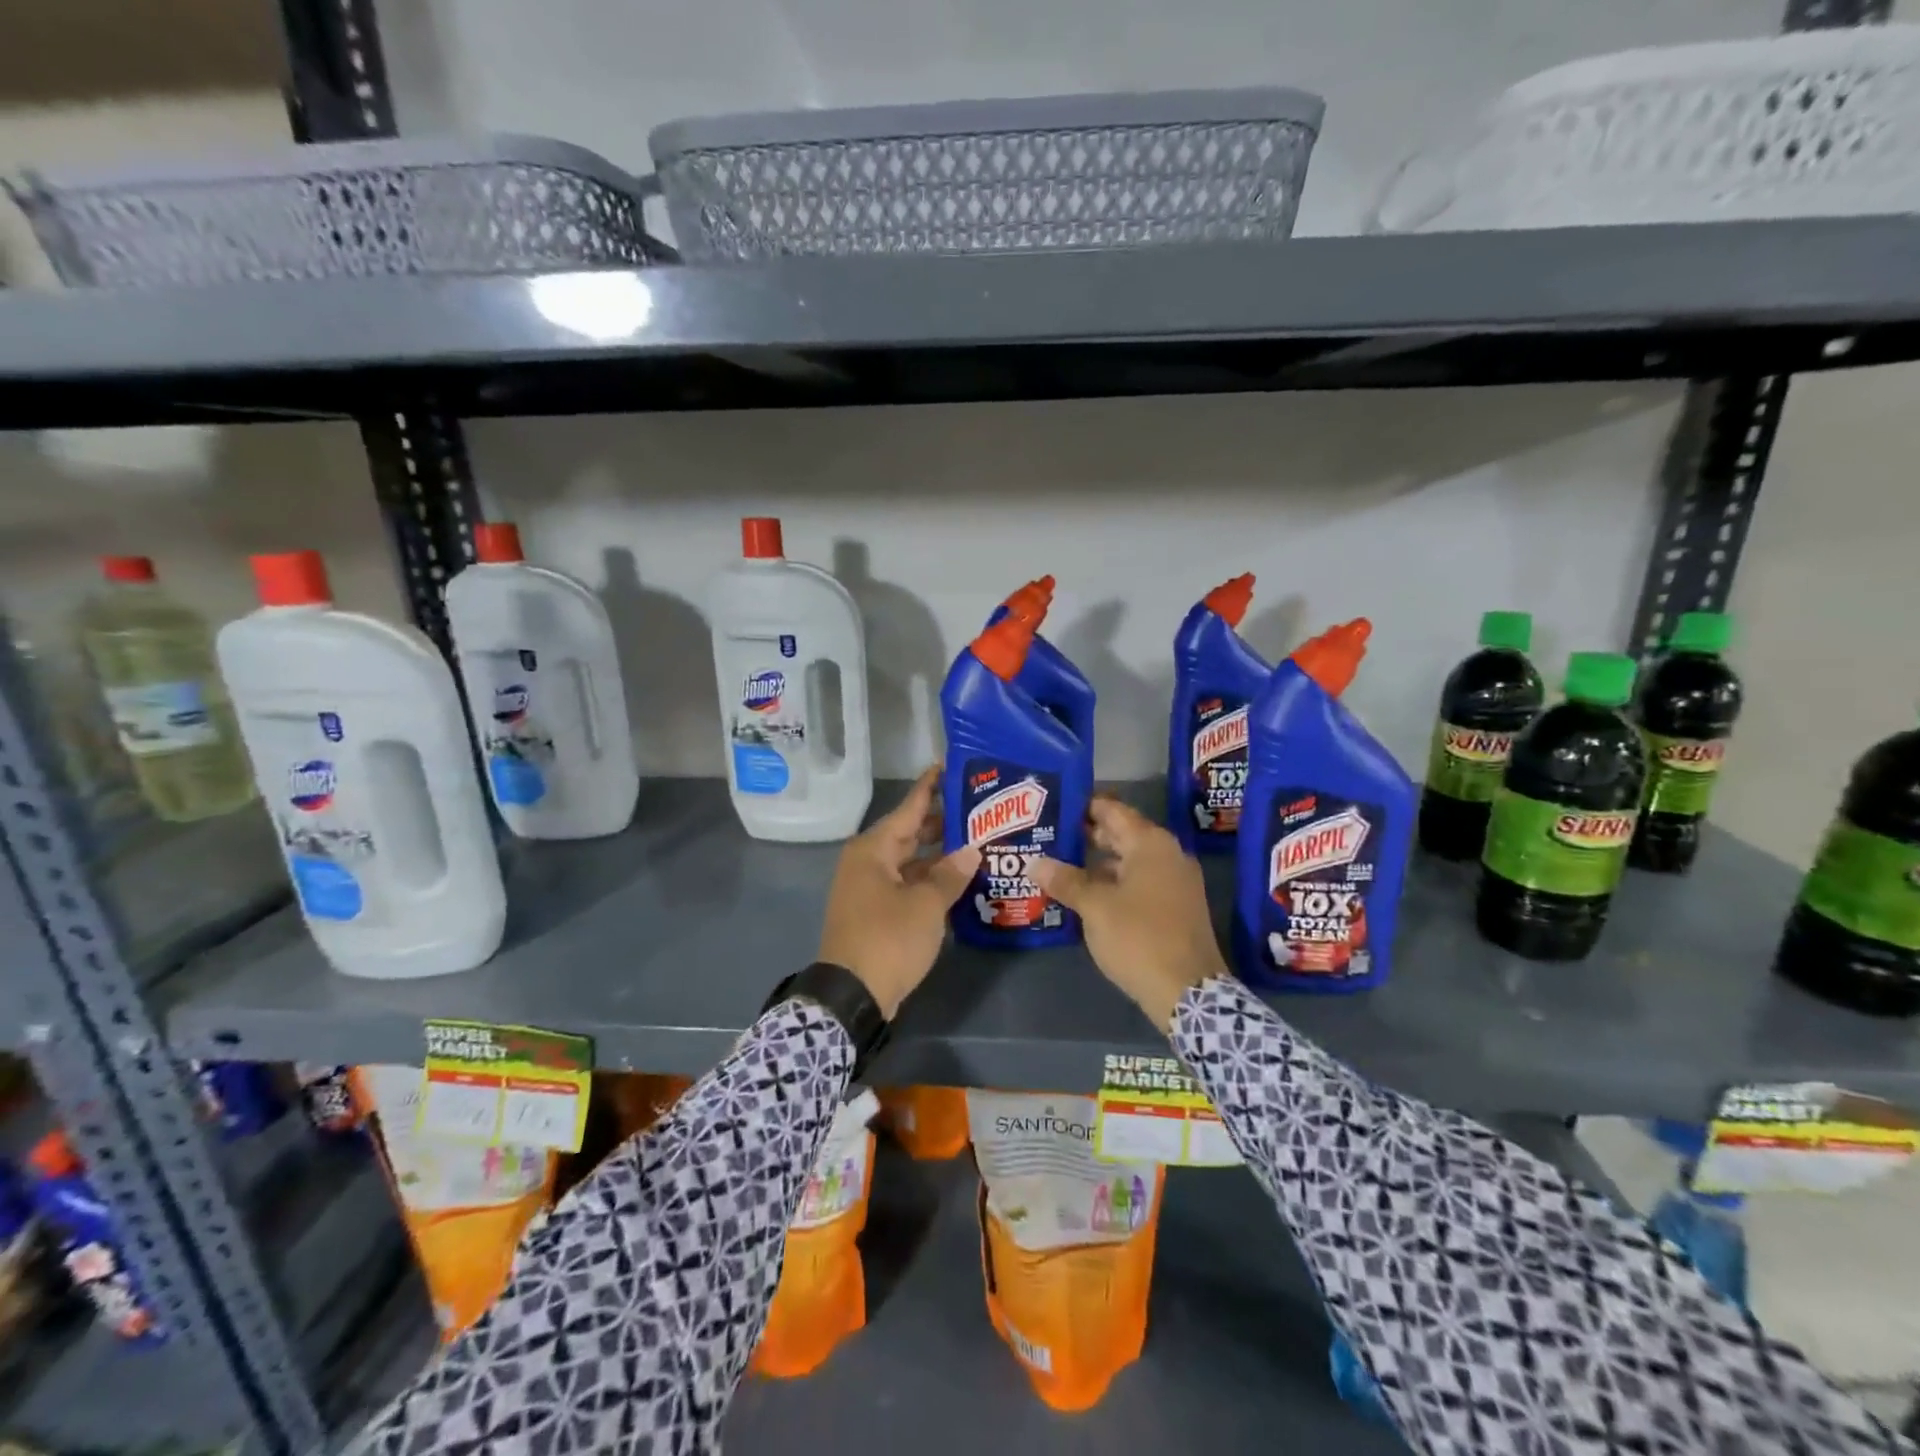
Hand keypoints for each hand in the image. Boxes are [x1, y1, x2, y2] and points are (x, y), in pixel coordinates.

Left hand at [817, 767, 979, 1018]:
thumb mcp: (927, 905)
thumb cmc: (888, 939)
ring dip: (938, 855)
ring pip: (908, 860)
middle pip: (908, 833)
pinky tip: (956, 880)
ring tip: (975, 843)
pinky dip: (928, 880)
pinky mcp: (874, 911)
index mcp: (873, 850)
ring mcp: (868, 887)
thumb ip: (950, 875)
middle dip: (941, 823)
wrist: (851, 995)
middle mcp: (867, 862)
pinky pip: (905, 883)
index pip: (908, 809)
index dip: (930, 788)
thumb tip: (971, 852)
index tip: (948, 766)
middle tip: (977, 810)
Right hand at [1031, 798, 1228, 1030]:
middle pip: (1122, 834)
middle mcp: (1168, 855)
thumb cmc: (1139, 938)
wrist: (1189, 992)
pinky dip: (1114, 883)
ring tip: (1060, 865)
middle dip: (1087, 835)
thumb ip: (1065, 880)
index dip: (1083, 806)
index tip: (1055, 804)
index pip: (1113, 810)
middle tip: (1049, 835)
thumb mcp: (1095, 907)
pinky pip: (1140, 882)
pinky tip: (1087, 895)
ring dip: (1098, 862)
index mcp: (1151, 844)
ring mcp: (1176, 882)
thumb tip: (1034, 863)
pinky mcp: (1177, 907)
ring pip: (1130, 861)